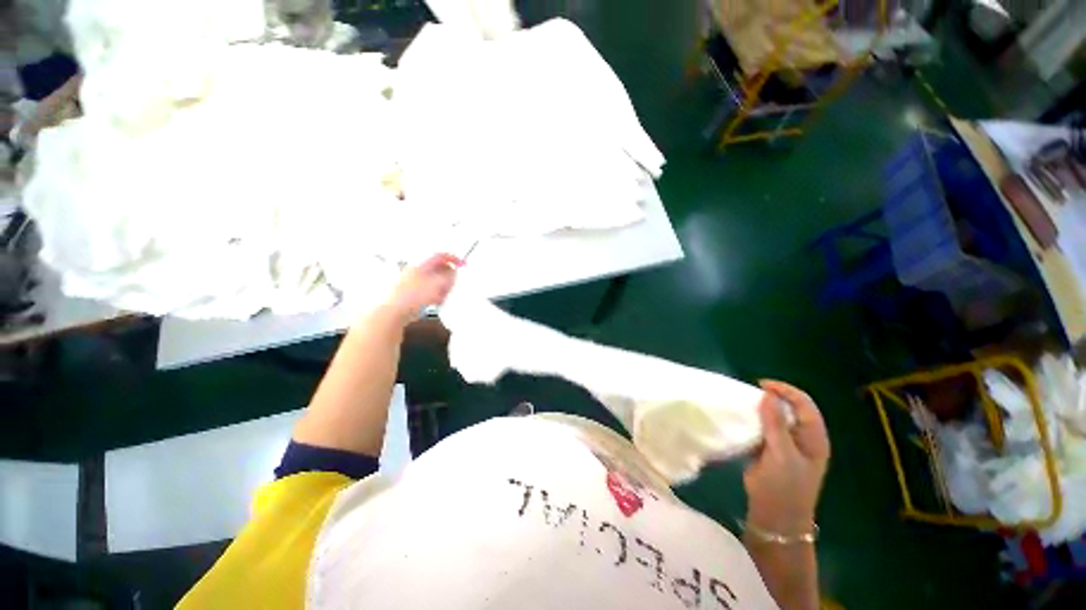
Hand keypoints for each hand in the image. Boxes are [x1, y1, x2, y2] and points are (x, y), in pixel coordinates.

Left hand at [385, 253, 461, 323]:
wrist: (393, 314)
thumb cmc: (412, 299)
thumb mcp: (438, 285)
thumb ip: (449, 276)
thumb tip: (454, 271)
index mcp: (420, 266)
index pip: (440, 256)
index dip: (453, 259)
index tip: (462, 264)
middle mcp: (414, 272)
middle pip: (437, 270)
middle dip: (446, 279)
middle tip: (449, 287)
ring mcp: (409, 284)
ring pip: (432, 283)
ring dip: (439, 290)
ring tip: (437, 300)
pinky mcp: (408, 295)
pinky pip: (426, 293)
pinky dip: (432, 298)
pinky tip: (430, 306)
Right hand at [743, 380, 829, 535]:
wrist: (775, 516)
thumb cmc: (785, 486)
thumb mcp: (782, 454)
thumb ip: (775, 424)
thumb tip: (767, 395)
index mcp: (813, 437)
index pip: (804, 404)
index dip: (785, 391)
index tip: (761, 385)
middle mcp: (801, 437)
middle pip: (790, 408)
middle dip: (772, 397)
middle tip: (750, 393)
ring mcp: (785, 444)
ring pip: (774, 417)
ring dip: (760, 409)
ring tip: (743, 403)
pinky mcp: (770, 449)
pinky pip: (762, 428)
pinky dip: (753, 421)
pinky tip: (741, 419)